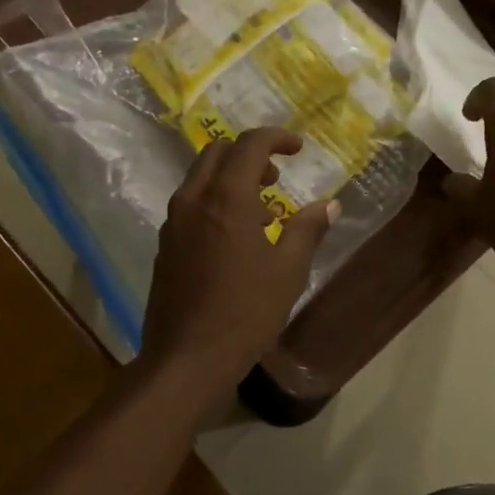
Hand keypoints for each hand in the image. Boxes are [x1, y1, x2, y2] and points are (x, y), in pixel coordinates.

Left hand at [141, 128, 338, 385]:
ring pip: (200, 178)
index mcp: (226, 198)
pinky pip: (190, 204)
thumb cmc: (246, 313)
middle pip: (217, 152)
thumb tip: (329, 205)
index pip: (249, 145)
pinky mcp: (164, 244)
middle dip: (250, 154)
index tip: (298, 148)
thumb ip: (308, 230)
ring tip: (262, 212)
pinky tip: (235, 237)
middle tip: (276, 177)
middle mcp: (193, 200)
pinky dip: (214, 201)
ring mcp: (173, 222)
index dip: (276, 138)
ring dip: (231, 179)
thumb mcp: (288, 271)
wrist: (188, 357)